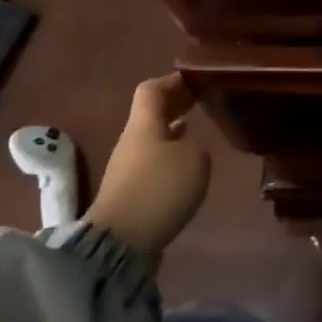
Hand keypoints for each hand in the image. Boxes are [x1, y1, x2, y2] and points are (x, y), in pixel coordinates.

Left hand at [84, 74, 209, 255]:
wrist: (120, 242)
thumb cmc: (159, 189)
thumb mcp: (194, 159)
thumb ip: (196, 144)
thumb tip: (189, 147)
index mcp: (144, 124)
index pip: (151, 89)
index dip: (172, 81)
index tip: (195, 79)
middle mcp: (132, 141)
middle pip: (151, 114)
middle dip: (175, 105)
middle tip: (201, 100)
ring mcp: (128, 168)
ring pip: (153, 138)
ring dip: (173, 131)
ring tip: (198, 129)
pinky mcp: (130, 193)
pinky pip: (153, 162)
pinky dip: (170, 156)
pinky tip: (186, 165)